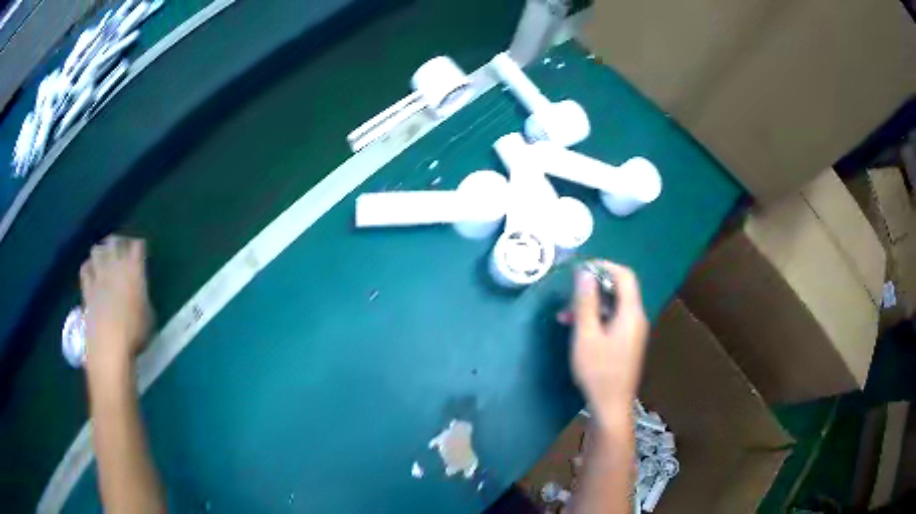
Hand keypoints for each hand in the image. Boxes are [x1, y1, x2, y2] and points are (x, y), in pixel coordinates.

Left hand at [79, 236, 152, 379]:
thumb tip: (139, 293)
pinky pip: (85, 269)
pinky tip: (92, 274)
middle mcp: (115, 266)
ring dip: (101, 252)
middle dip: (118, 242)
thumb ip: (142, 296)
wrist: (109, 347)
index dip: (138, 246)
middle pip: (115, 240)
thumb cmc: (134, 334)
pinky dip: (89, 268)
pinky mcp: (86, 288)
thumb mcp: (148, 315)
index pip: (137, 246)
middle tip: (121, 250)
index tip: (140, 251)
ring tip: (104, 260)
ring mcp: (98, 276)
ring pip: (97, 250)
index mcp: (134, 270)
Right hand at [564, 261, 647, 424]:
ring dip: (591, 305)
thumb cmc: (598, 371)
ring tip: (565, 314)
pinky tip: (576, 327)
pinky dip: (596, 318)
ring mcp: (632, 331)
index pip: (625, 276)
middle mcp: (636, 318)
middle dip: (594, 287)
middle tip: (570, 294)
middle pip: (619, 290)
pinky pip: (613, 320)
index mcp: (631, 313)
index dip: (605, 267)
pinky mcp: (626, 342)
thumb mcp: (586, 335)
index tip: (582, 268)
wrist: (611, 406)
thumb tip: (585, 273)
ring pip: (613, 306)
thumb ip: (586, 303)